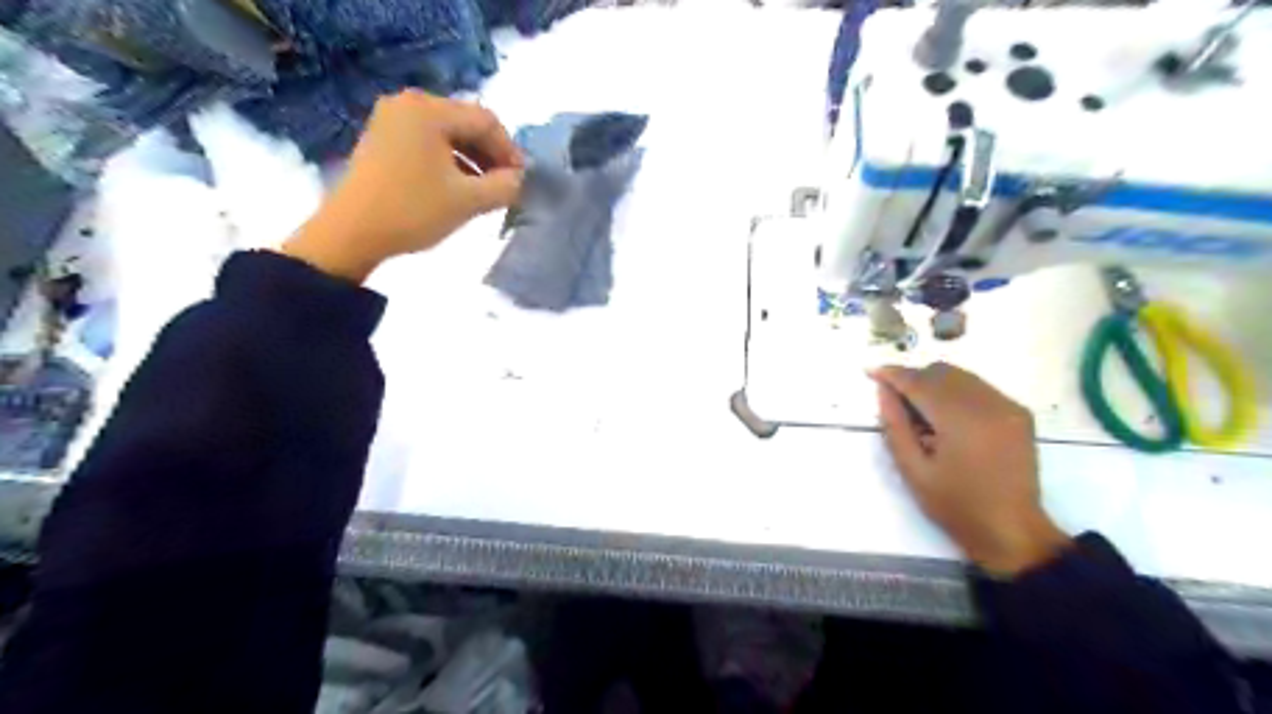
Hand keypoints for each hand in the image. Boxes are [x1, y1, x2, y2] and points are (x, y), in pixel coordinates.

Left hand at [284, 93, 525, 283]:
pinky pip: (428, 142)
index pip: (486, 121)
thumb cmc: (413, 211)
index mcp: (429, 110)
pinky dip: (450, 161)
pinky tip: (458, 186)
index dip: (510, 151)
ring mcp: (391, 119)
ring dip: (473, 159)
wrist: (351, 233)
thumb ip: (505, 187)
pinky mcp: (383, 138)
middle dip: (491, 155)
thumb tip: (521, 179)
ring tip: (485, 190)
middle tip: (507, 186)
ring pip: (448, 134)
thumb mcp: (468, 201)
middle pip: (466, 123)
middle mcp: (409, 103)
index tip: (522, 181)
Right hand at [871, 363, 1065, 574]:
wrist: (1011, 530)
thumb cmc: (955, 505)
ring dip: (934, 383)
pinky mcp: (1018, 413)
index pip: (919, 382)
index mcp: (960, 420)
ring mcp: (1007, 406)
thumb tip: (883, 391)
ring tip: (920, 411)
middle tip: (894, 399)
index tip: (871, 371)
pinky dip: (956, 391)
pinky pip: (979, 387)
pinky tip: (947, 417)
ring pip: (961, 375)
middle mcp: (987, 404)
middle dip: (913, 378)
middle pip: (941, 372)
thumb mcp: (913, 470)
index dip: (893, 374)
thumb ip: (895, 426)